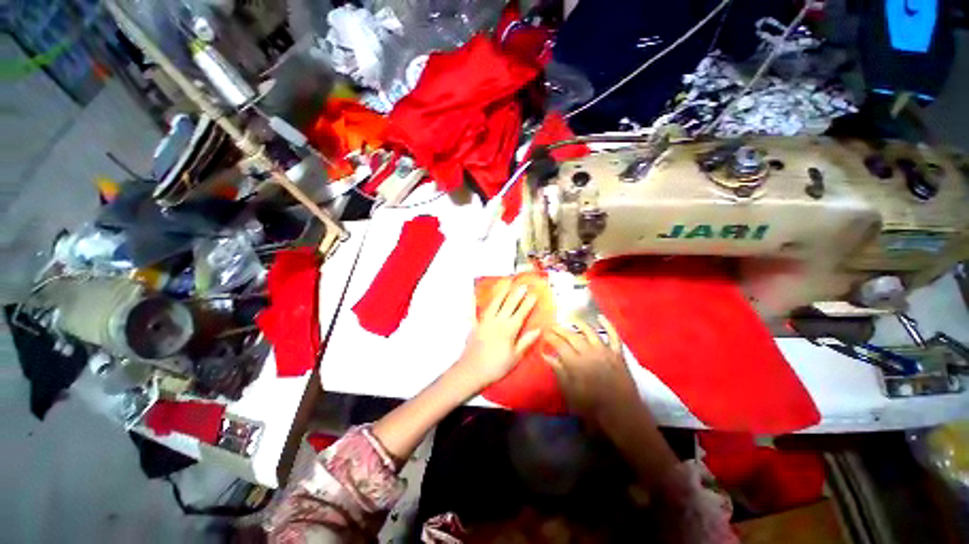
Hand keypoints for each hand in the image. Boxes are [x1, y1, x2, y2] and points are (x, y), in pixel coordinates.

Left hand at [453, 280, 540, 388]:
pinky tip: (476, 296)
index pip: (521, 312)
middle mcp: (497, 321)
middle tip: (522, 285)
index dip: (528, 303)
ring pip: (494, 304)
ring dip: (501, 294)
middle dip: (516, 294)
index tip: (534, 294)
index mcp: (509, 329)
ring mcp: (485, 322)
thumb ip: (526, 341)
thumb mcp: (515, 357)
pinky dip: (477, 303)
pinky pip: (476, 311)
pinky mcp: (475, 325)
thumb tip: (538, 330)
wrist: (472, 371)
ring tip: (506, 285)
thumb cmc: (496, 366)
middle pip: (509, 304)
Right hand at [543, 318, 638, 423]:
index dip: (550, 337)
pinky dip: (607, 325)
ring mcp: (605, 351)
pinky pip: (613, 335)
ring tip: (571, 320)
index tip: (544, 332)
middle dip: (560, 329)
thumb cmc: (592, 407)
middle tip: (553, 326)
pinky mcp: (618, 353)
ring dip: (579, 324)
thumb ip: (558, 371)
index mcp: (575, 363)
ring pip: (590, 331)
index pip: (559, 344)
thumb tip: (546, 356)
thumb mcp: (570, 392)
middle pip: (572, 335)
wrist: (622, 414)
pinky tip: (600, 317)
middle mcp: (589, 352)